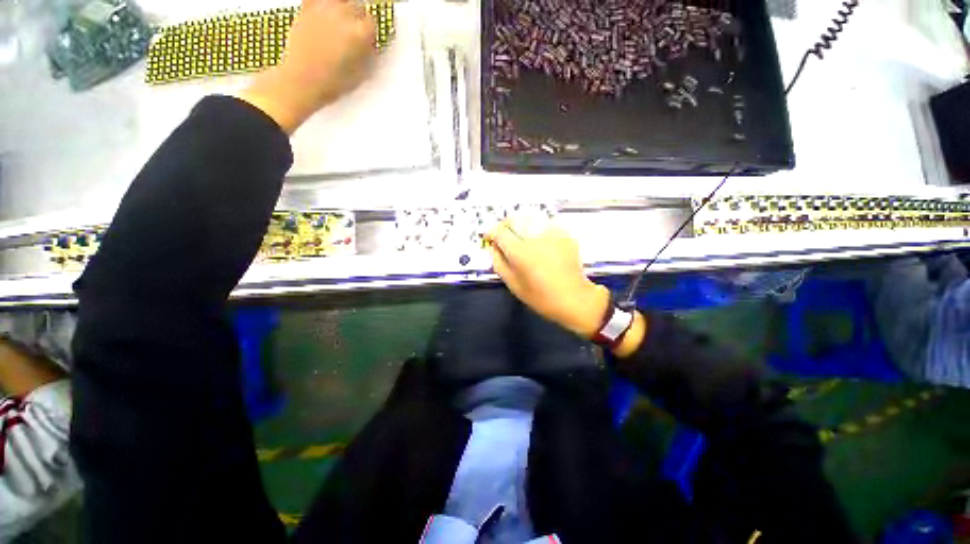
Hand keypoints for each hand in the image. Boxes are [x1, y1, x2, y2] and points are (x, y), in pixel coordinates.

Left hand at [237, 0, 376, 132]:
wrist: (302, 81)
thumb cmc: (332, 82)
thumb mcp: (361, 73)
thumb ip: (367, 53)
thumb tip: (370, 43)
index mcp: (360, 33)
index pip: (372, 23)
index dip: (371, 34)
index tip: (368, 41)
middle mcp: (344, 15)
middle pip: (357, 6)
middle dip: (357, 18)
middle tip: (354, 32)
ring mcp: (324, 9)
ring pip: (339, 0)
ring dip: (342, 9)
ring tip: (339, 23)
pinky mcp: (306, 8)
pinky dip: (322, 5)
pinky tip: (324, 14)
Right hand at [486, 219, 609, 337]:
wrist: (574, 298)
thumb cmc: (541, 297)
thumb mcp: (513, 284)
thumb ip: (498, 262)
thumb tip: (494, 246)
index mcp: (521, 253)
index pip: (500, 231)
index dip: (492, 232)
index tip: (490, 238)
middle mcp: (536, 238)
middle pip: (515, 218)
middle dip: (505, 224)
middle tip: (504, 235)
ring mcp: (553, 234)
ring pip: (530, 217)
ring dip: (521, 224)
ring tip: (520, 237)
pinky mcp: (565, 234)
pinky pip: (545, 223)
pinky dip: (537, 228)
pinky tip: (538, 241)